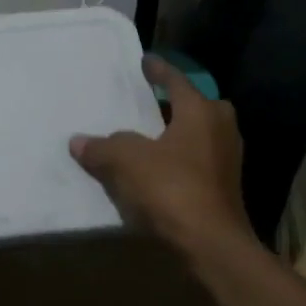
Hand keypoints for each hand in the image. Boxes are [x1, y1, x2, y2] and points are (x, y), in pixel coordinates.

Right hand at [70, 56, 257, 259]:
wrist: (211, 244)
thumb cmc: (172, 189)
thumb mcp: (126, 162)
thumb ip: (102, 147)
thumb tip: (79, 141)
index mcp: (200, 112)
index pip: (177, 81)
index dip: (158, 71)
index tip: (146, 60)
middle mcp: (221, 129)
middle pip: (197, 106)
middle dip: (175, 103)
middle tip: (150, 102)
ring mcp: (227, 160)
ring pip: (199, 135)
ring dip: (177, 134)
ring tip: (148, 136)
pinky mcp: (225, 187)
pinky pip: (198, 161)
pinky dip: (180, 159)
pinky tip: (158, 169)